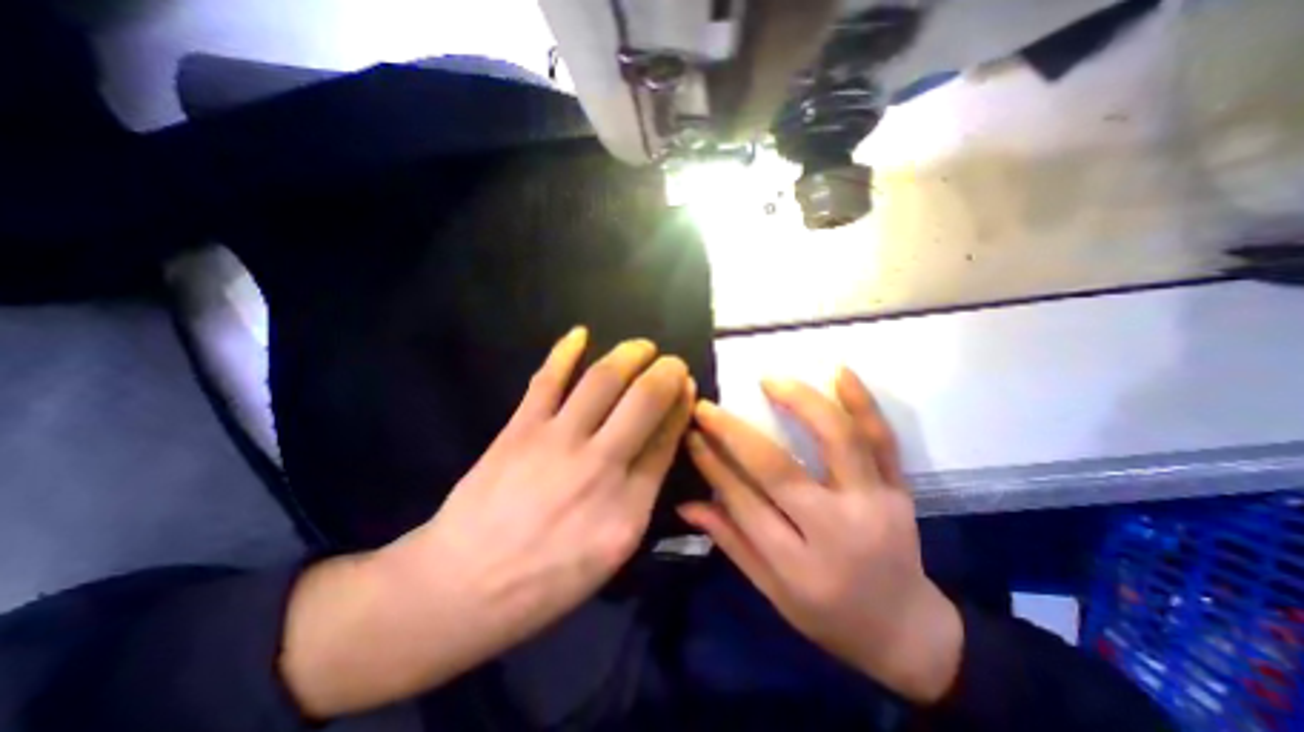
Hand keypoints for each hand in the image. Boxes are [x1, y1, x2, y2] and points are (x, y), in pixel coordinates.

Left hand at [281, 330, 696, 717]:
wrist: (461, 588)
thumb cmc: (545, 583)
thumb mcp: (611, 555)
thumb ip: (640, 497)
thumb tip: (658, 445)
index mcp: (629, 506)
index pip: (667, 438)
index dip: (681, 405)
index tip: (687, 387)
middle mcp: (600, 465)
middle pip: (645, 400)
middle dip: (667, 372)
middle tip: (673, 362)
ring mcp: (557, 441)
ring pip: (603, 380)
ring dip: (628, 354)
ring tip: (642, 346)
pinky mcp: (520, 429)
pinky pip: (546, 379)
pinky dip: (564, 351)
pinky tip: (579, 333)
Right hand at [684, 370, 965, 705]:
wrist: (908, 631)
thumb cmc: (830, 617)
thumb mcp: (772, 592)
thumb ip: (730, 541)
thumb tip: (685, 503)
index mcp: (799, 566)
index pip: (744, 502)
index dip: (712, 464)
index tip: (691, 433)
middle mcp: (838, 531)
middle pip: (779, 469)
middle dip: (734, 433)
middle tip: (707, 406)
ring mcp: (875, 504)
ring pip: (838, 441)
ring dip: (801, 402)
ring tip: (770, 379)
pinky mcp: (900, 489)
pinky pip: (883, 439)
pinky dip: (864, 402)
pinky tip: (841, 371)